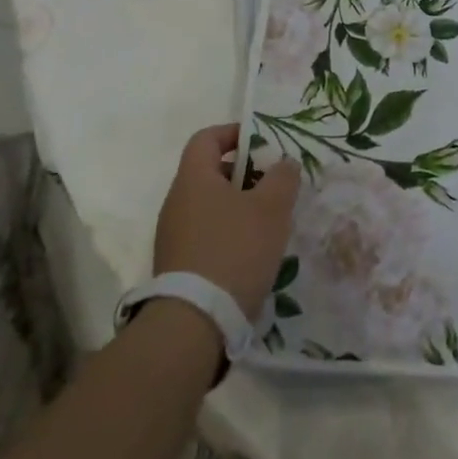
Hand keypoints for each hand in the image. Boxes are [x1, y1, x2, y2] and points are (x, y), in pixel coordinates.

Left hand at [153, 123, 300, 320]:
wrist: (194, 325)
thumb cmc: (234, 251)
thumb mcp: (271, 208)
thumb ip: (282, 178)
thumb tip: (284, 163)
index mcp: (193, 178)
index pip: (206, 138)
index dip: (233, 134)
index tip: (262, 144)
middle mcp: (176, 202)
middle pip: (210, 173)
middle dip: (244, 175)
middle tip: (274, 187)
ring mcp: (173, 236)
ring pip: (209, 207)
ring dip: (238, 208)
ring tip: (269, 224)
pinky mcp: (177, 267)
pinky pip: (205, 236)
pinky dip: (228, 235)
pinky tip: (251, 255)